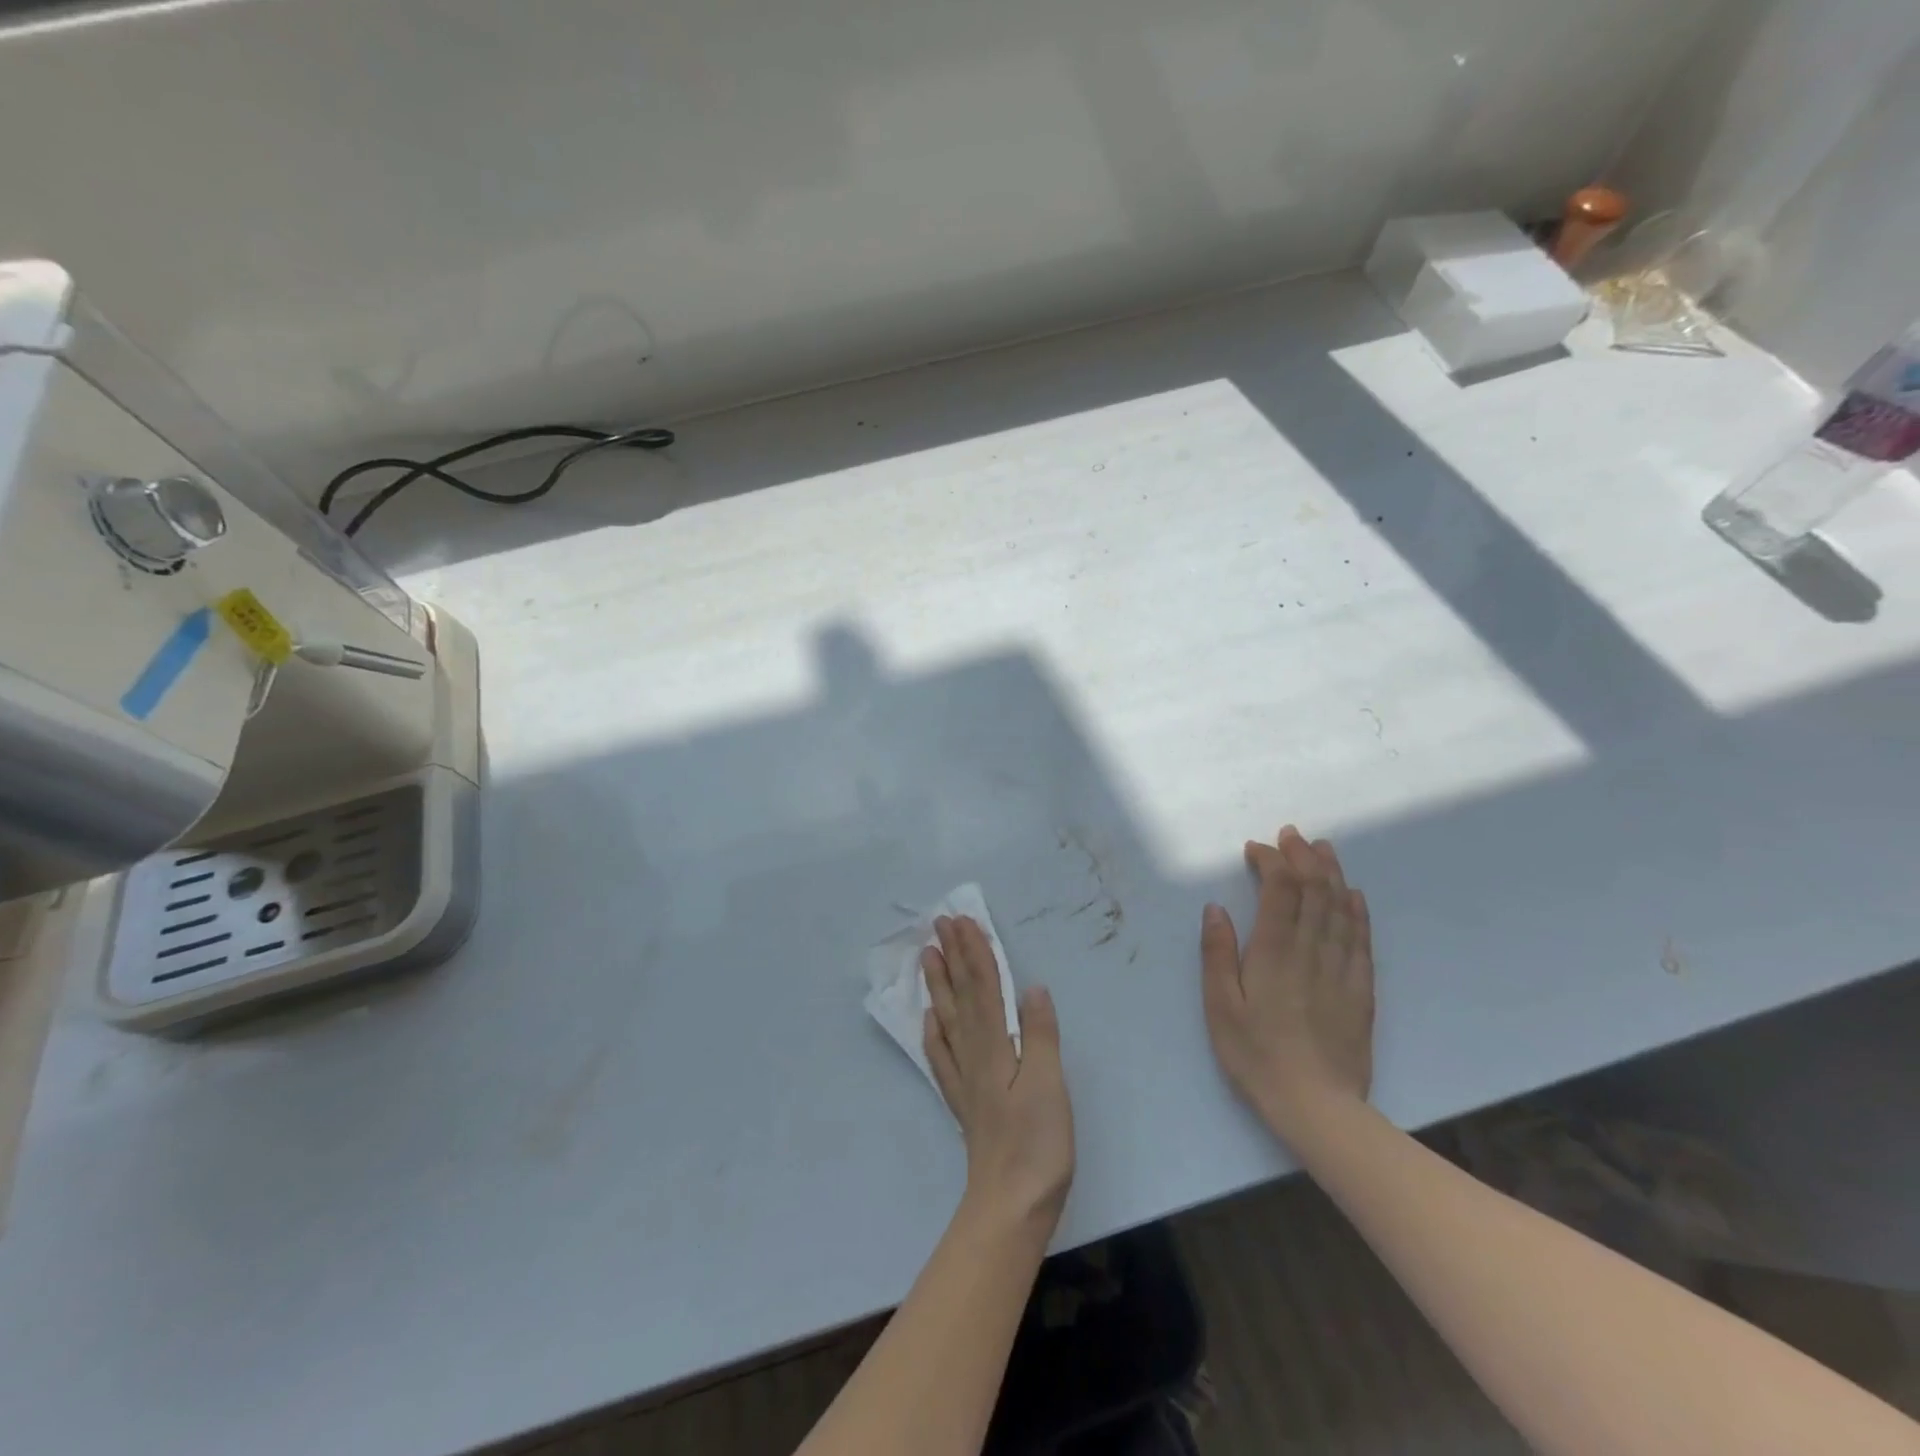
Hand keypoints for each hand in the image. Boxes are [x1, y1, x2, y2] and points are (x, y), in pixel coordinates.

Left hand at [921, 916, 1074, 1228]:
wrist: (1010, 1206)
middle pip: (961, 995)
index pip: (984, 987)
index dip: (974, 952)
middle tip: (939, 923)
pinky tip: (929, 1020)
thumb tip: (1032, 987)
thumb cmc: (1037, 1145)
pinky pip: (942, 1056)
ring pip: (948, 1018)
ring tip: (927, 955)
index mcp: (996, 1046)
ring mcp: (965, 1079)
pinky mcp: (964, 1102)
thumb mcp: (1049, 1085)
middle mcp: (974, 1055)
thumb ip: (1041, 1034)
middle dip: (952, 956)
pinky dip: (934, 1032)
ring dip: (939, 984)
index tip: (963, 920)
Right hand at [1200, 827, 1374, 1142]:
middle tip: (1293, 835)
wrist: (1317, 1106)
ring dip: (1332, 874)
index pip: (1280, 891)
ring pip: (1340, 908)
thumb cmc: (1256, 1054)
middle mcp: (1311, 951)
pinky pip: (1361, 939)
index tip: (1256, 848)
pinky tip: (1353, 896)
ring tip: (1324, 849)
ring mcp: (1341, 969)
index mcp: (1273, 952)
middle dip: (1303, 857)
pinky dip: (1357, 911)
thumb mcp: (1220, 1006)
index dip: (1271, 862)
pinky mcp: (1361, 990)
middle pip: (1314, 891)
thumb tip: (1216, 908)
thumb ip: (1217, 954)